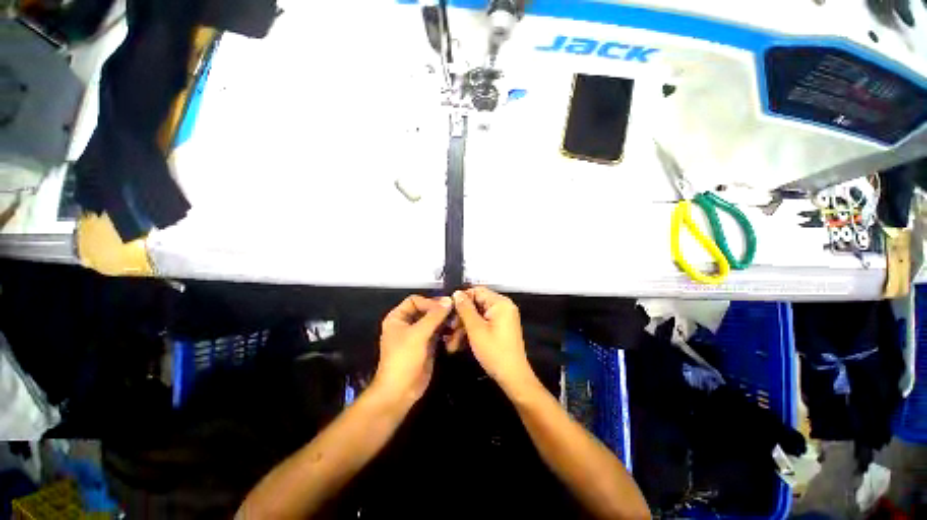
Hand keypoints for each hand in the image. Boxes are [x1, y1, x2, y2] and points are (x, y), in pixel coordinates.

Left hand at [373, 295, 452, 404]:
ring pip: (434, 321)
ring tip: (457, 323)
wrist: (401, 391)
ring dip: (445, 321)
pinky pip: (439, 332)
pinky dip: (447, 331)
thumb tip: (449, 299)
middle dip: (440, 312)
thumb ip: (434, 316)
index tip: (445, 307)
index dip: (429, 302)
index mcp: (398, 318)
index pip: (415, 300)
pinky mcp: (428, 344)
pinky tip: (456, 333)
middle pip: (426, 310)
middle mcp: (408, 323)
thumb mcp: (418, 335)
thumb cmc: (404, 359)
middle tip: (456, 313)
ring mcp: (418, 334)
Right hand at [452, 287, 536, 391]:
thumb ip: (465, 309)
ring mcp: (502, 318)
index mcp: (500, 303)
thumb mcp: (476, 329)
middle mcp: (503, 307)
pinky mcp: (500, 328)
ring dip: (464, 326)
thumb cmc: (494, 351)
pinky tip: (459, 343)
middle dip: (461, 316)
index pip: (477, 291)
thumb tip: (457, 293)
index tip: (448, 310)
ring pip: (478, 315)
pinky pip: (483, 323)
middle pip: (477, 303)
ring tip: (451, 342)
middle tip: (448, 329)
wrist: (513, 377)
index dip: (461, 299)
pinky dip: (472, 331)